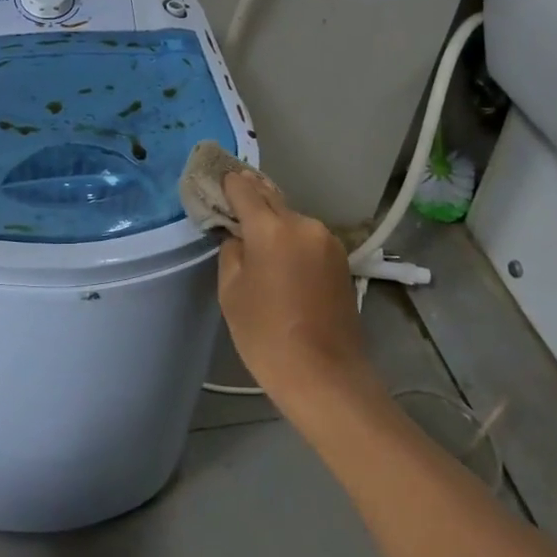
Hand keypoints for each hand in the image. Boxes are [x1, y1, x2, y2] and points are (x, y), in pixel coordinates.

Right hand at [215, 170, 372, 406]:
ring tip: (255, 234)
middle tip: (231, 196)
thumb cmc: (266, 336)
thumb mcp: (231, 292)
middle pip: (271, 199)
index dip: (228, 183)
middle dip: (251, 196)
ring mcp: (327, 241)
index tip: (216, 180)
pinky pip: (307, 238)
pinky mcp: (340, 259)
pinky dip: (291, 239)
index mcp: (272, 228)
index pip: (244, 189)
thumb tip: (238, 237)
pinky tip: (280, 256)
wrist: (325, 376)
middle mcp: (303, 224)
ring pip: (291, 219)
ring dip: (273, 221)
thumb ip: (231, 252)